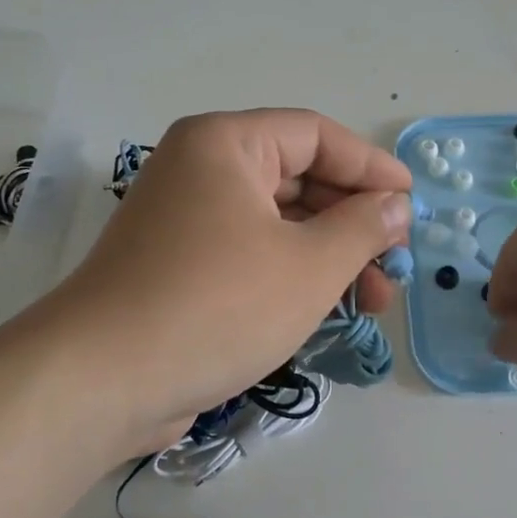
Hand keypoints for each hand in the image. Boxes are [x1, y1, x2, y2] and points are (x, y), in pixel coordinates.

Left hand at [38, 110, 412, 446]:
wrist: (104, 381)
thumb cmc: (218, 306)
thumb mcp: (309, 266)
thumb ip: (362, 228)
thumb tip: (395, 206)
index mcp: (225, 144)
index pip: (315, 136)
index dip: (371, 167)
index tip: (412, 204)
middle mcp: (201, 170)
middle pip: (298, 179)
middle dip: (353, 222)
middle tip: (397, 263)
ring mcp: (186, 220)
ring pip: (277, 223)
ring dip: (329, 256)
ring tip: (374, 302)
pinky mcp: (179, 266)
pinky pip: (251, 254)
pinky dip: (291, 275)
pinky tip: (327, 310)